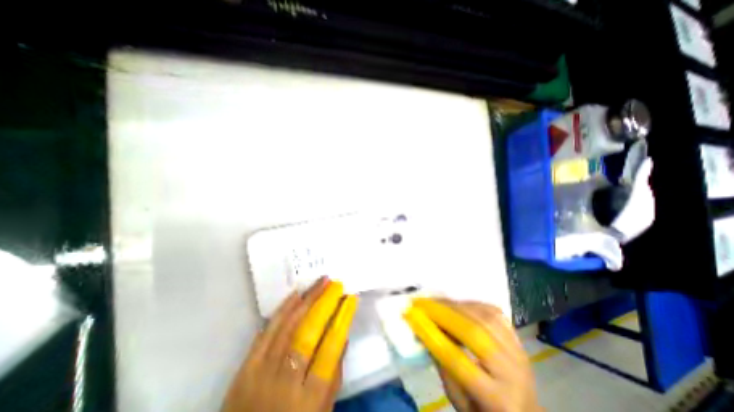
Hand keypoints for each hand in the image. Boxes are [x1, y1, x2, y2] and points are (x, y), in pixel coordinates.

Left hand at [225, 277, 360, 411]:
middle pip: (307, 333)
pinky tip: (294, 295)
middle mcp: (284, 383)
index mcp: (308, 402)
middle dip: (323, 303)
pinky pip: (266, 332)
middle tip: (334, 283)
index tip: (350, 298)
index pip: (330, 349)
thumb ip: (335, 376)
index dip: (342, 318)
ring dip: (306, 300)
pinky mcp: (245, 369)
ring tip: (319, 282)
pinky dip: (282, 311)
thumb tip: (343, 336)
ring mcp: (261, 374)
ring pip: (287, 327)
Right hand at [404, 299, 540, 411]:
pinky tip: (456, 304)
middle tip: (421, 303)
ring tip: (435, 302)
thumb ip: (441, 365)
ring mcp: (518, 350)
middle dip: (442, 313)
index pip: (457, 360)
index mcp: (497, 400)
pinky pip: (493, 312)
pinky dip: (471, 304)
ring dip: (455, 305)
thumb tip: (423, 330)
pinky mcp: (517, 337)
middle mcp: (513, 372)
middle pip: (474, 332)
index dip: (431, 334)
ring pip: (484, 317)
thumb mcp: (458, 400)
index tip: (411, 316)